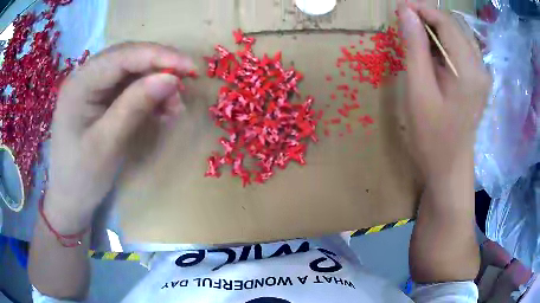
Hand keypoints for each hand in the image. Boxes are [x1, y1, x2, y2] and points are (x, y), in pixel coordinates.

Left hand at [44, 42, 193, 233]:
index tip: (191, 68)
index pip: (123, 56)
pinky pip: (129, 87)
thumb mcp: (107, 143)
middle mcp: (86, 76)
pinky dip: (148, 95)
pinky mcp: (100, 98)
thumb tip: (171, 78)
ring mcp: (93, 86)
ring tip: (174, 106)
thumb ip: (135, 106)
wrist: (69, 199)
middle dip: (159, 68)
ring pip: (131, 71)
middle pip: (129, 58)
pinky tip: (161, 110)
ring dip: (156, 83)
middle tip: (185, 87)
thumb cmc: (81, 176)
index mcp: (80, 83)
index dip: (159, 56)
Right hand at [397, 2, 490, 181]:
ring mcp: (480, 75)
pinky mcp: (476, 82)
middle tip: (402, 21)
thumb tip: (405, 12)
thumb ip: (415, 48)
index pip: (446, 23)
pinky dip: (441, 44)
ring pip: (456, 37)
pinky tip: (428, 52)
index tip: (398, 6)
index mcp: (469, 70)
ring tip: (412, 35)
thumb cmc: (432, 137)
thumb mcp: (419, 91)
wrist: (449, 170)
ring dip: (434, 30)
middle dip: (427, 18)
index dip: (422, 9)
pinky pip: (459, 51)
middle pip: (453, 27)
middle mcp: (480, 68)